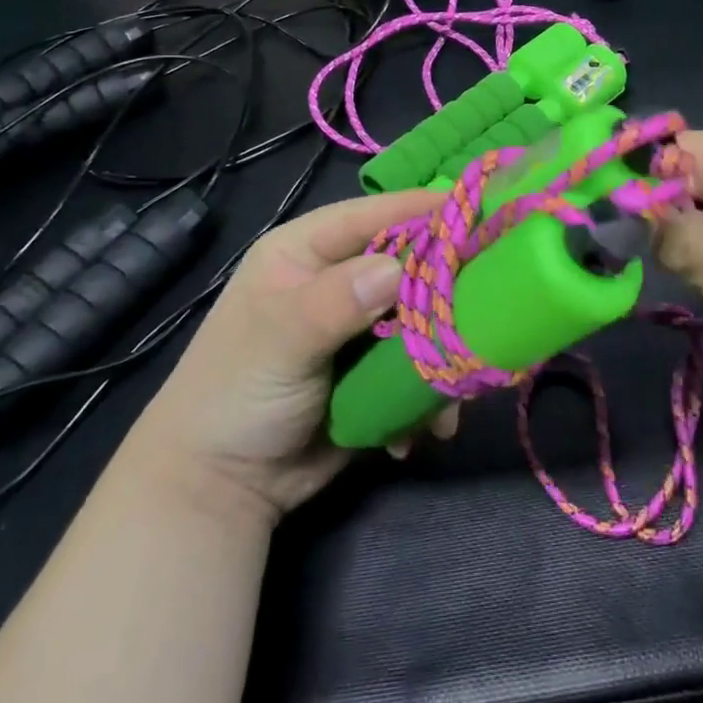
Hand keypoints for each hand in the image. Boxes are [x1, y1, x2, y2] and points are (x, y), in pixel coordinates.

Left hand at [121, 187, 451, 525]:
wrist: (217, 490)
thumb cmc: (233, 396)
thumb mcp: (277, 341)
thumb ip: (334, 303)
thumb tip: (398, 270)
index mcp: (309, 249)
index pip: (375, 215)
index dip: (424, 212)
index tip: (479, 215)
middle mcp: (341, 278)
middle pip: (410, 264)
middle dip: (445, 291)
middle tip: (485, 309)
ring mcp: (362, 325)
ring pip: (424, 317)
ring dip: (443, 352)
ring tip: (454, 391)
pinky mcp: (377, 370)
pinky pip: (420, 366)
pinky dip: (430, 395)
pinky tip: (427, 429)